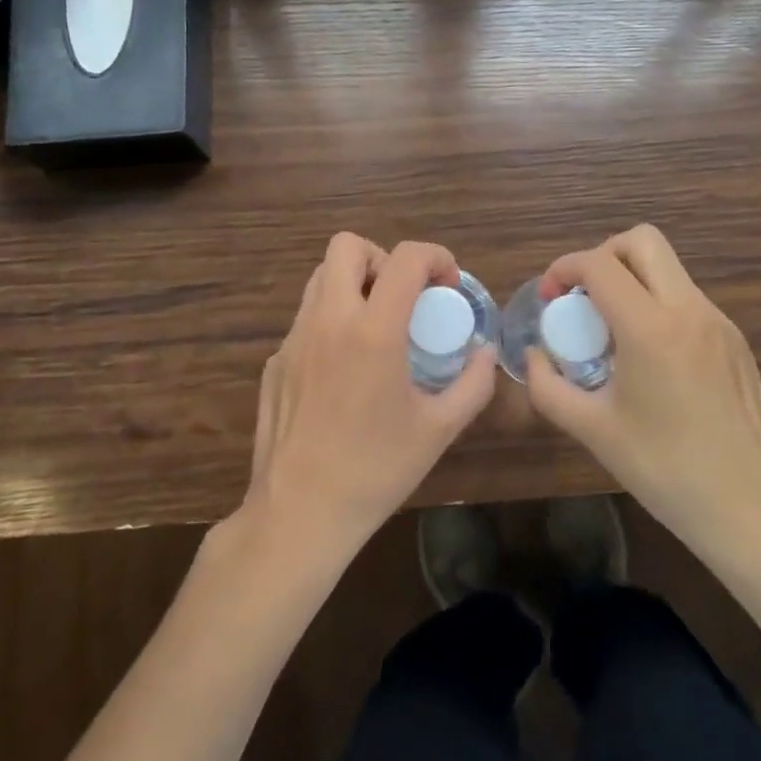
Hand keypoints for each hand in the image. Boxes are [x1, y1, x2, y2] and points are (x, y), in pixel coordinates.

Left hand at [238, 233, 497, 562]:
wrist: (300, 513)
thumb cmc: (376, 471)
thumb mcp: (439, 429)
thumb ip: (473, 384)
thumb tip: (485, 353)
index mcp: (373, 331)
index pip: (405, 258)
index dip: (435, 256)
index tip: (448, 284)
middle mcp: (328, 321)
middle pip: (347, 246)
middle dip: (383, 258)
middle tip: (404, 296)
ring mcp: (293, 339)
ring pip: (320, 278)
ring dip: (353, 284)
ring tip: (376, 326)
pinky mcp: (275, 361)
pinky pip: (306, 319)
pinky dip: (331, 322)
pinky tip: (345, 370)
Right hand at [525, 224, 760, 559]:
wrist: (750, 510)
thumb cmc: (664, 471)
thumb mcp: (593, 430)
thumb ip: (548, 387)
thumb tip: (535, 356)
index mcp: (651, 328)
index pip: (600, 264)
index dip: (565, 268)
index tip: (549, 298)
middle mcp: (689, 310)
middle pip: (642, 241)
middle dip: (602, 256)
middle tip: (583, 297)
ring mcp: (719, 323)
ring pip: (668, 267)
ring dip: (631, 280)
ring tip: (611, 331)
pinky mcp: (735, 341)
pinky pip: (687, 299)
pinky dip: (657, 305)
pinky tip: (648, 357)